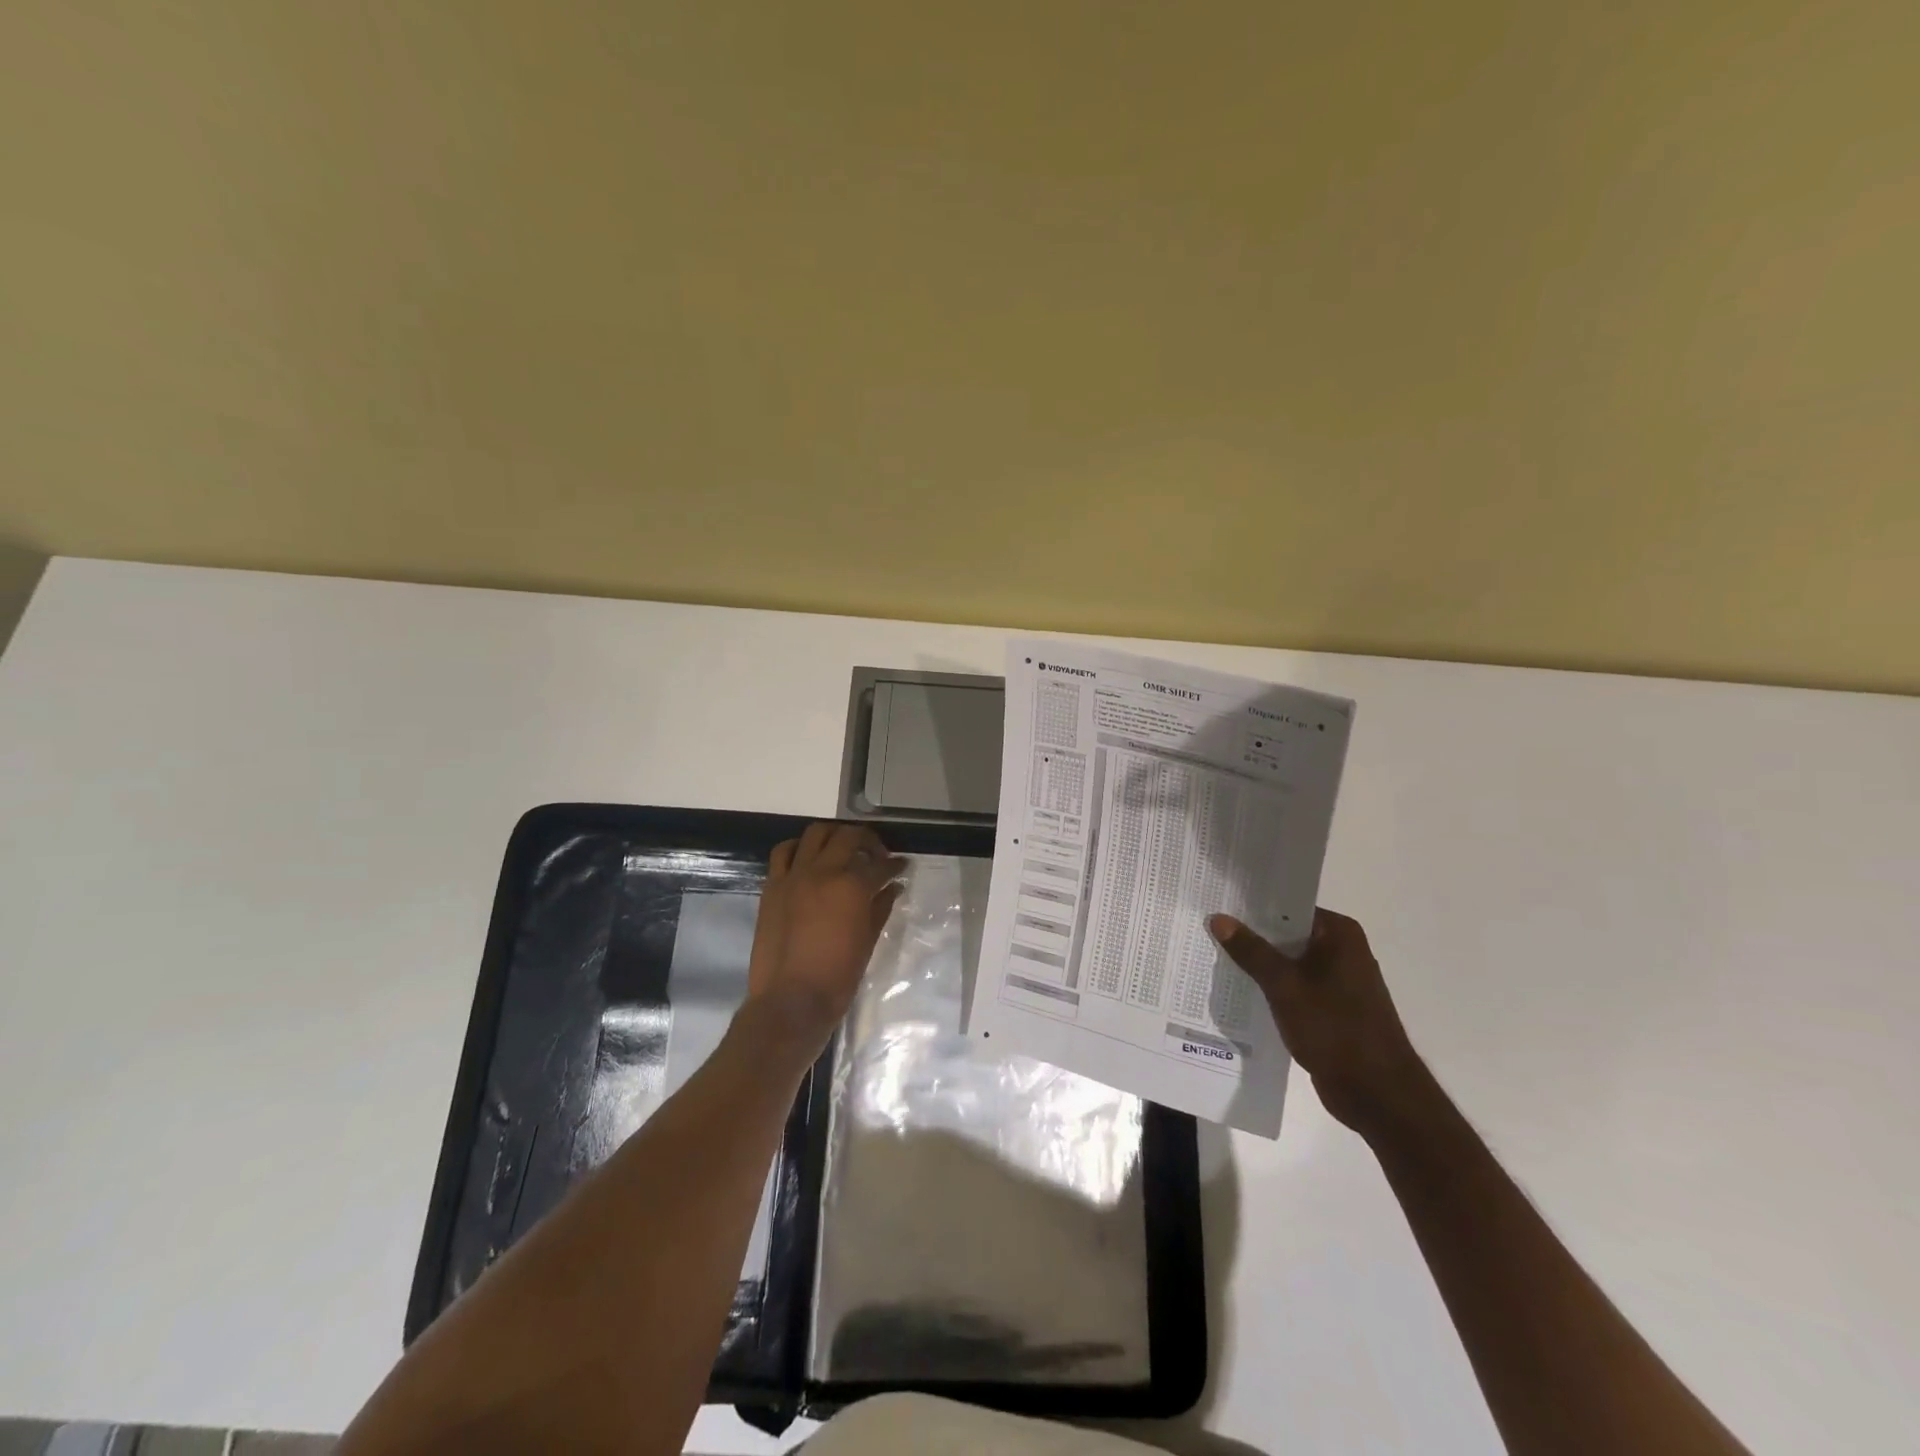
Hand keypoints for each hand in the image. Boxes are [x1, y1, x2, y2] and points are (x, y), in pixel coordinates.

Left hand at [745, 822, 904, 1046]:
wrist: (790, 1001)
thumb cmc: (837, 977)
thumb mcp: (868, 942)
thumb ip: (881, 908)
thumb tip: (893, 887)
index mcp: (852, 887)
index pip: (879, 865)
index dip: (894, 864)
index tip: (901, 865)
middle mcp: (824, 871)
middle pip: (848, 837)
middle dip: (868, 840)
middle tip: (876, 853)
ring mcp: (794, 876)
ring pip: (815, 834)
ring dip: (834, 835)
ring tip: (842, 848)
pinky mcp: (772, 886)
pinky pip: (783, 853)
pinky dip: (798, 848)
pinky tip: (808, 858)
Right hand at [1209, 909, 1428, 1134]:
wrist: (1377, 1095)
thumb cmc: (1335, 1029)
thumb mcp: (1284, 986)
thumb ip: (1251, 951)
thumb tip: (1218, 918)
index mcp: (1339, 934)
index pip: (1288, 906)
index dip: (1251, 905)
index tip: (1217, 901)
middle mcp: (1342, 950)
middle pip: (1286, 932)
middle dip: (1250, 934)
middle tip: (1206, 927)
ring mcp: (1338, 981)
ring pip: (1288, 962)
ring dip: (1258, 963)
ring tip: (1213, 955)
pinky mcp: (1331, 1008)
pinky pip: (1293, 986)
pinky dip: (1270, 987)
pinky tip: (1237, 989)